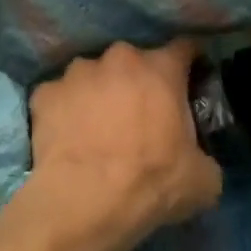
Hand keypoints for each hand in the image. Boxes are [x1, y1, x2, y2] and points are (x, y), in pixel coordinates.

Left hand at [27, 40, 221, 250]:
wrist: (84, 202)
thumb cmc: (150, 182)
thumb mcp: (202, 179)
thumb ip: (205, 156)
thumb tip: (199, 161)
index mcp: (161, 68)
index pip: (184, 48)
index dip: (189, 64)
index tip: (189, 81)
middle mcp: (120, 58)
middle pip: (135, 61)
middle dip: (138, 81)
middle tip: (140, 114)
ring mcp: (78, 72)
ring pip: (94, 75)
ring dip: (99, 92)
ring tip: (97, 126)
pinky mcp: (45, 93)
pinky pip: (60, 96)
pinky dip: (65, 110)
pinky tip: (67, 136)